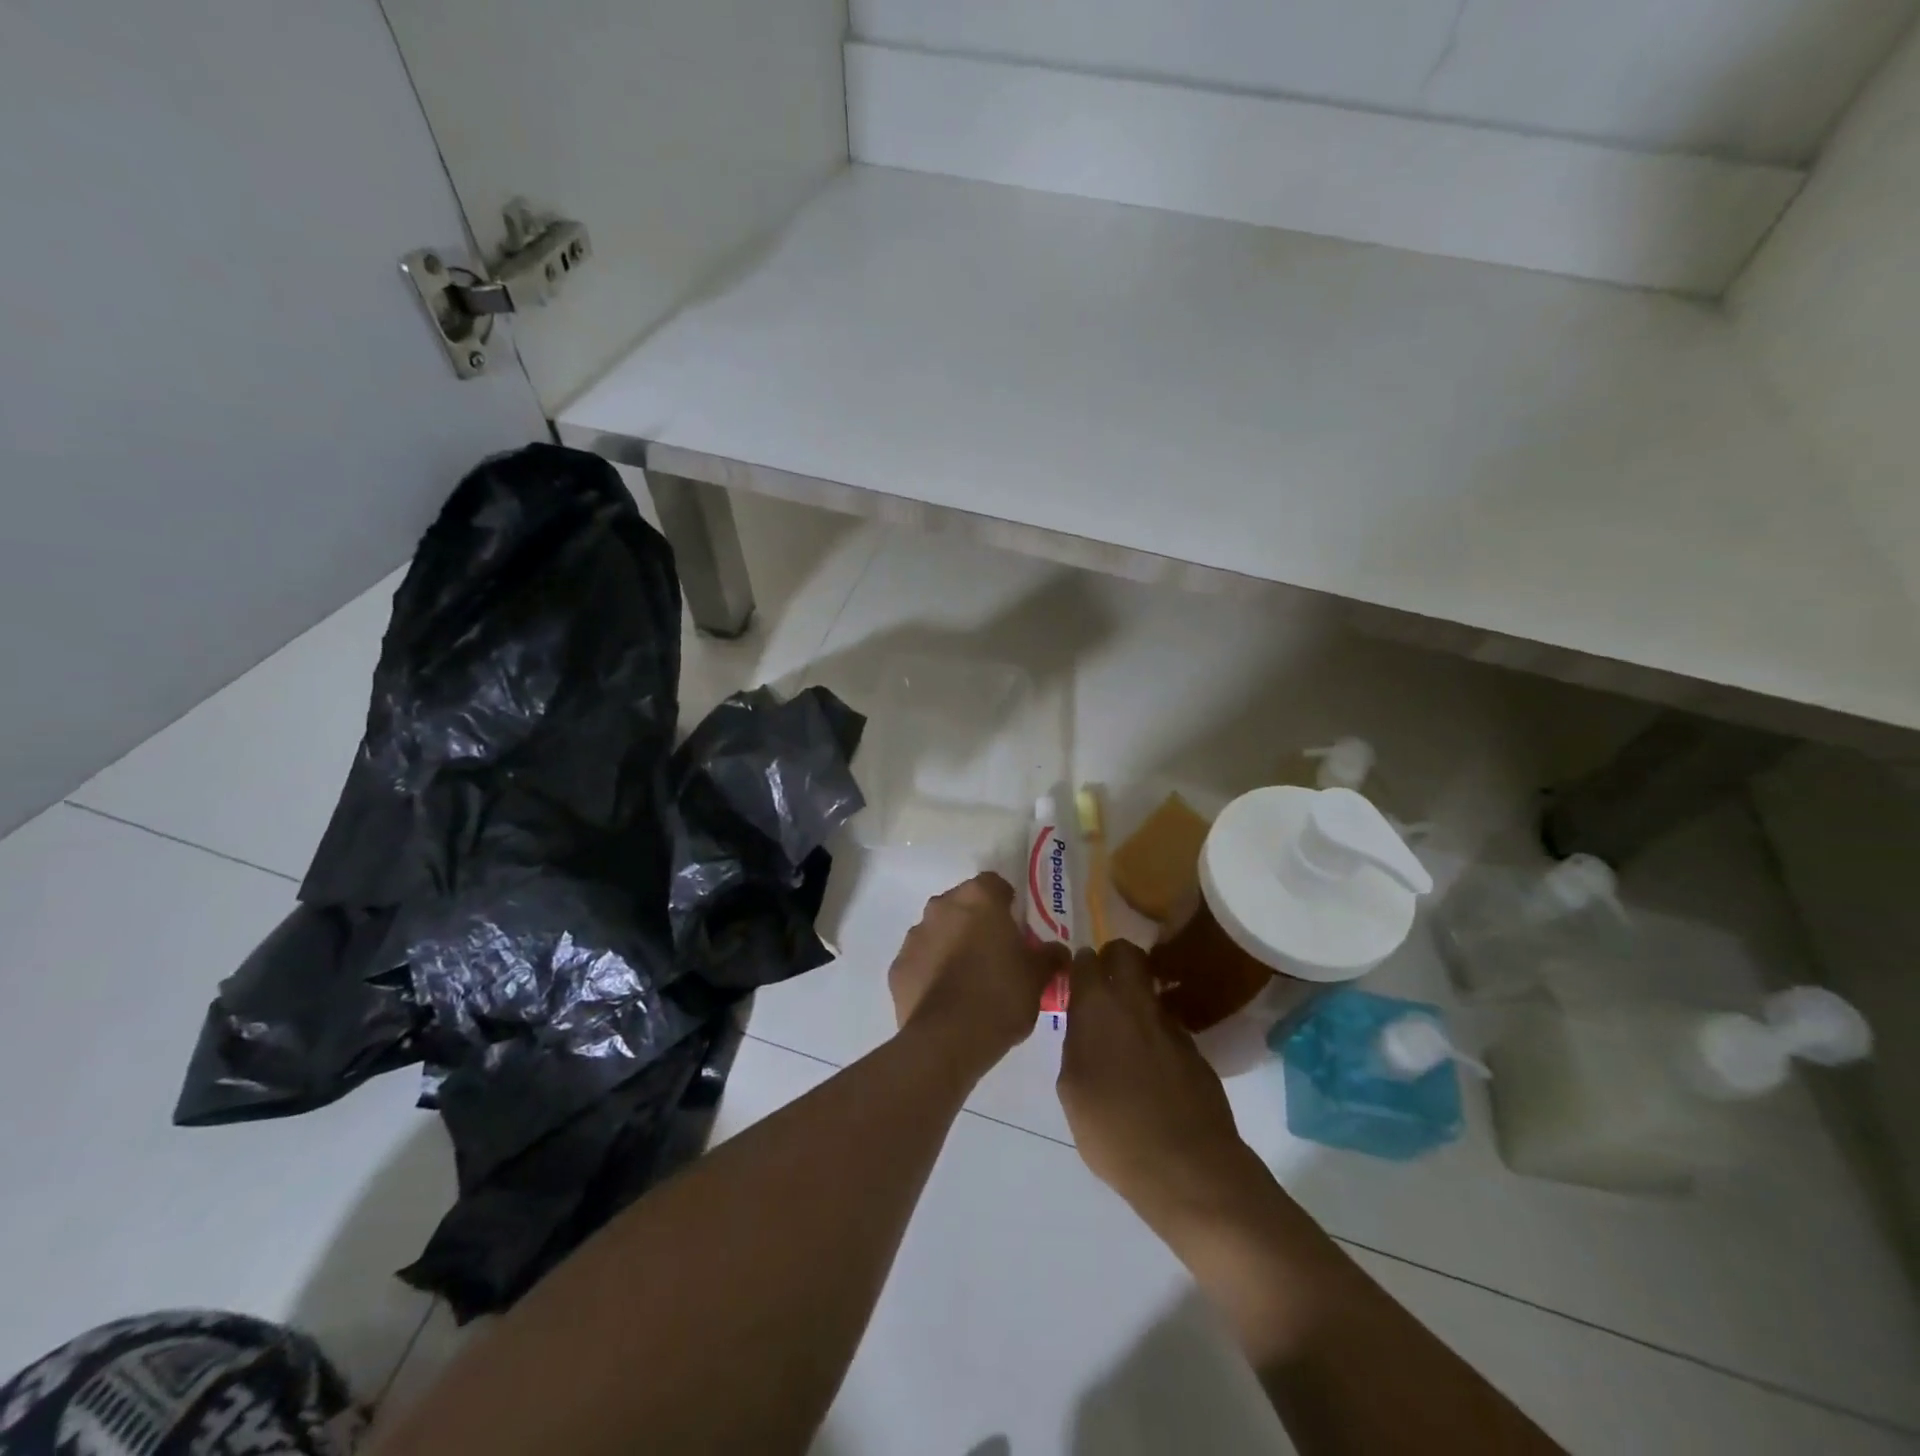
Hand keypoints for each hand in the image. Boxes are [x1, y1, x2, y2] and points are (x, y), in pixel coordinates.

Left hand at [888, 873, 1067, 1077]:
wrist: (948, 1040)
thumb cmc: (1001, 996)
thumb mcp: (1038, 977)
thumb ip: (1049, 956)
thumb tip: (1057, 951)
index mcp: (979, 898)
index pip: (995, 885)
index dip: (1007, 904)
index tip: (1017, 930)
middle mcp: (942, 907)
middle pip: (963, 905)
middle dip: (977, 924)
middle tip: (996, 955)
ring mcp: (915, 936)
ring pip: (938, 932)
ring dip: (952, 946)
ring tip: (970, 981)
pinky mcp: (898, 967)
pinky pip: (921, 962)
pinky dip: (931, 972)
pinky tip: (947, 999)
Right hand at [1057, 941, 1265, 1235]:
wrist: (1187, 1167)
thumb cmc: (1114, 1130)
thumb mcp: (1072, 1089)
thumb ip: (1075, 1046)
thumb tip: (1084, 1028)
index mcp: (1098, 1007)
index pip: (1086, 959)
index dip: (1080, 965)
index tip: (1075, 980)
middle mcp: (1136, 1003)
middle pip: (1126, 953)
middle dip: (1113, 959)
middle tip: (1103, 986)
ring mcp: (1171, 1024)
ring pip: (1150, 988)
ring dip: (1137, 997)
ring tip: (1126, 1033)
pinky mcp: (1195, 1049)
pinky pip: (1168, 1025)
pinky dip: (1156, 1033)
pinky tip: (1151, 1067)